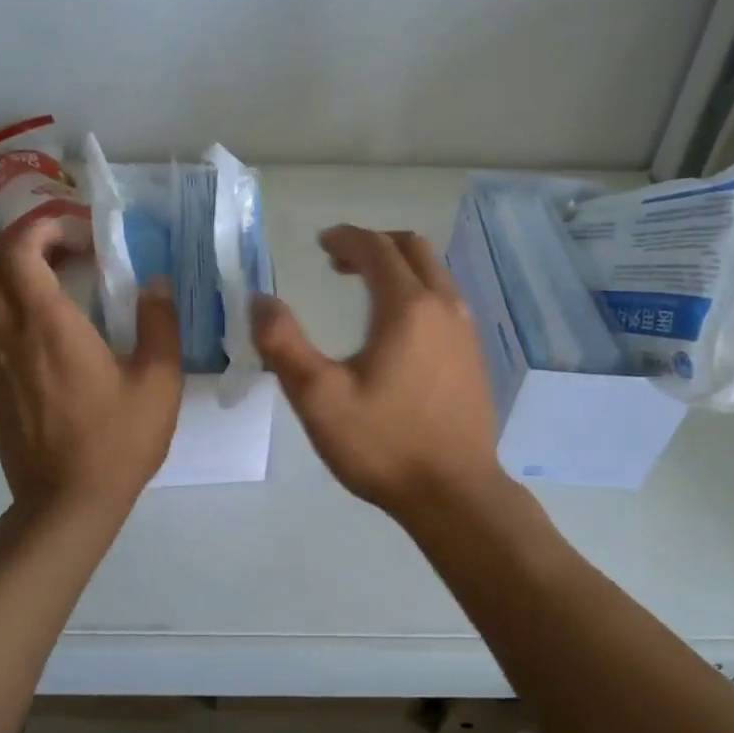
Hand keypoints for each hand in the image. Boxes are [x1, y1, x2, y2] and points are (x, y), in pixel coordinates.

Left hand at [0, 217, 182, 514]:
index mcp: (47, 325)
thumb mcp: (158, 381)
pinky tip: (35, 327)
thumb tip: (155, 283)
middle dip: (14, 241)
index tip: (79, 234)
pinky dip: (0, 307)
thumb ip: (159, 323)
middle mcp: (7, 334)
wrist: (67, 503)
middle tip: (58, 248)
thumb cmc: (117, 441)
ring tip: (48, 280)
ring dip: (4, 272)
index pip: (18, 250)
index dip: (42, 227)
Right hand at [252, 224, 509, 524]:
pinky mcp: (474, 356)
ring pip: (434, 274)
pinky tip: (397, 329)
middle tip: (339, 261)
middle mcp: (444, 306)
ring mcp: (466, 331)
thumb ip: (283, 344)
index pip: (376, 249)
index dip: (345, 238)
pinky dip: (417, 291)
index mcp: (407, 307)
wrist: (454, 494)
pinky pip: (445, 300)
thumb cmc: (383, 444)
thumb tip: (260, 300)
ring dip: (398, 267)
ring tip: (364, 288)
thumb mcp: (319, 398)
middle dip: (374, 245)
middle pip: (413, 249)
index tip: (320, 244)